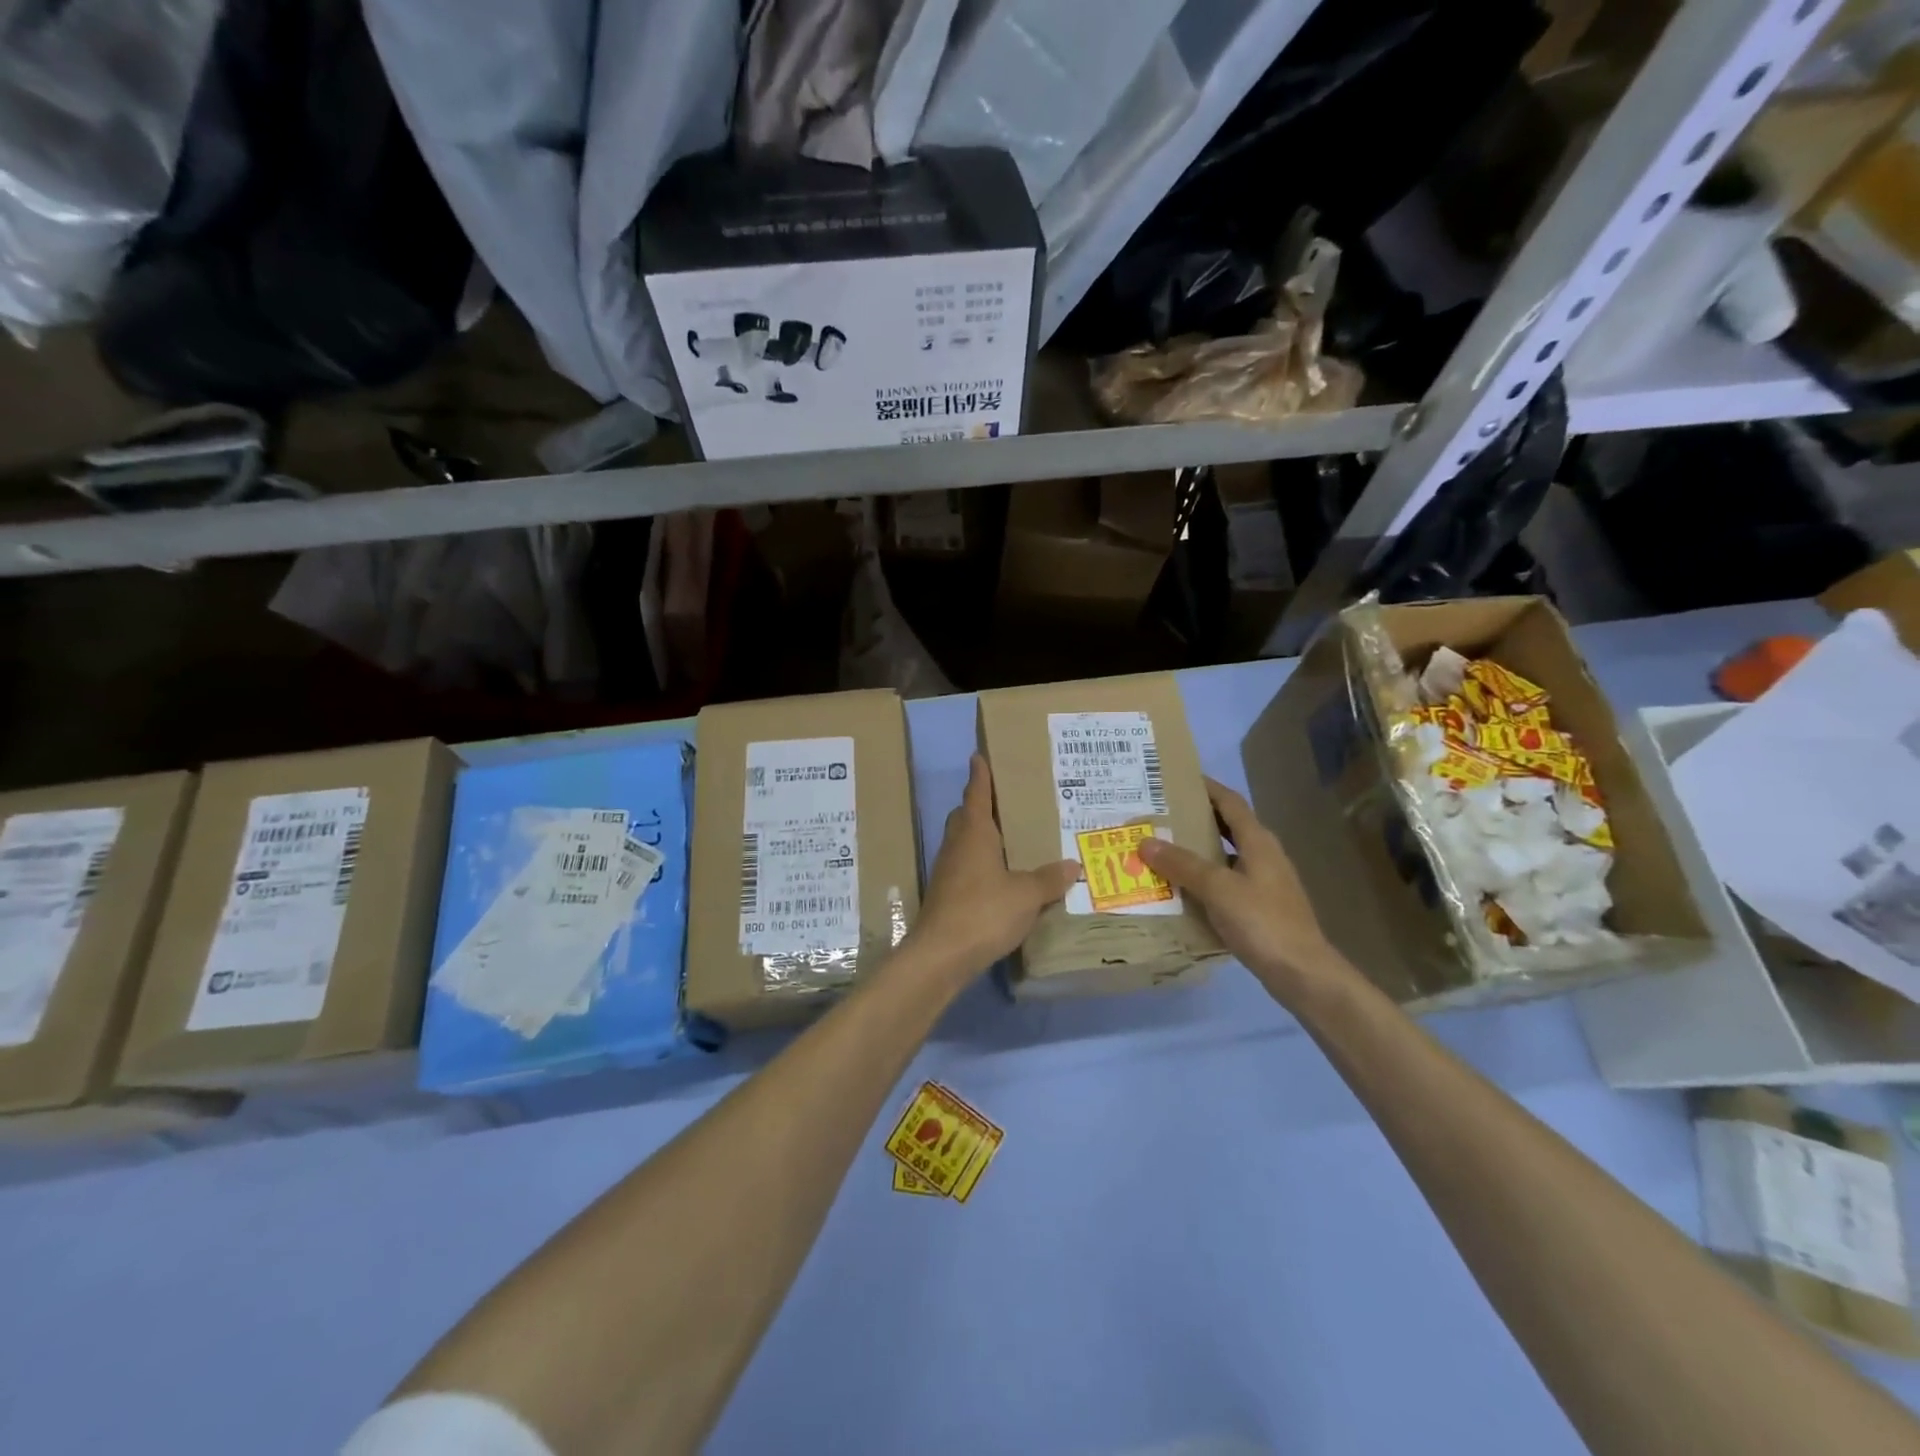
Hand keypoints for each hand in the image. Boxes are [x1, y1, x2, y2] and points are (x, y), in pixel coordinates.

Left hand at [908, 754, 1079, 981]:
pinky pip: (965, 867)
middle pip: (965, 816)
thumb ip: (1048, 879)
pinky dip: (981, 863)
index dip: (980, 775)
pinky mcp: (946, 895)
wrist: (940, 955)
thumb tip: (1072, 865)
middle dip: (979, 805)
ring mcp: (947, 871)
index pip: (976, 794)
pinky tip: (999, 877)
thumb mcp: (1026, 895)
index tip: (979, 756)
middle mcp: (956, 846)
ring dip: (980, 836)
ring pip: (963, 842)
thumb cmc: (984, 911)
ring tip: (1008, 838)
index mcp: (974, 834)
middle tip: (1003, 800)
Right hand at [1137, 778, 1351, 1008]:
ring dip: (1196, 850)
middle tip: (1158, 815)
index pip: (1230, 801)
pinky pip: (1225, 881)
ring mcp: (1264, 882)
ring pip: (1225, 855)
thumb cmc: (1263, 922)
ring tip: (1161, 849)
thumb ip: (1182, 864)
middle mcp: (1263, 855)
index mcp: (1258, 841)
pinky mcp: (1260, 907)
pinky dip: (1203, 878)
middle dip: (1195, 818)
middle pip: (1226, 826)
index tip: (1176, 778)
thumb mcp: (1218, 889)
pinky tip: (1180, 889)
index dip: (1206, 787)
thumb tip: (1146, 842)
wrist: (1302, 973)